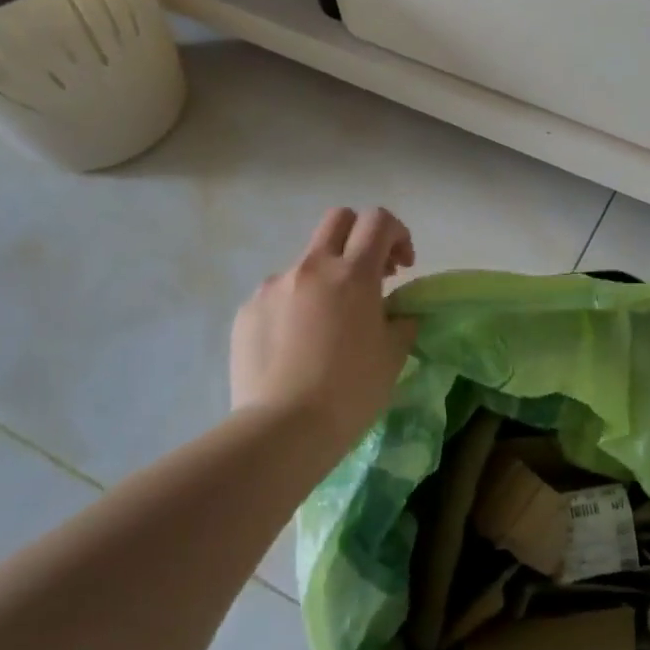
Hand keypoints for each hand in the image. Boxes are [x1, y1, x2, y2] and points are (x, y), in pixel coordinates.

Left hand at [230, 207, 417, 451]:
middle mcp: (311, 268)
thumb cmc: (350, 391)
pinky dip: (295, 308)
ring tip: (327, 329)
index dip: (397, 234)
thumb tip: (395, 312)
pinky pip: (278, 296)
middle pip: (337, 220)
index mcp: (353, 275)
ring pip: (306, 264)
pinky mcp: (247, 311)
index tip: (402, 267)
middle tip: (371, 275)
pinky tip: (296, 348)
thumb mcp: (393, 355)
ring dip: (325, 281)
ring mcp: (273, 287)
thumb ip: (400, 320)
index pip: (378, 221)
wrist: (283, 429)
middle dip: (359, 236)